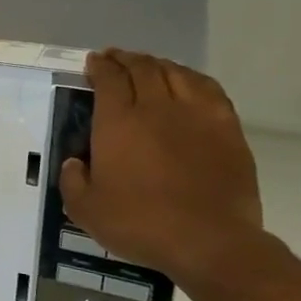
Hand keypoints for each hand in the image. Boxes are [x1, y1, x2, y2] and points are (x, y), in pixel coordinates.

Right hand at [62, 50, 264, 284]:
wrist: (210, 242)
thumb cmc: (140, 224)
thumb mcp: (86, 210)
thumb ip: (73, 181)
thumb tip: (75, 162)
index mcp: (118, 122)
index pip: (108, 79)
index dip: (99, 66)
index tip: (93, 62)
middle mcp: (156, 108)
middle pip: (142, 68)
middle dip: (125, 59)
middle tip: (115, 59)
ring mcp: (196, 115)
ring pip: (176, 73)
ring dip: (158, 64)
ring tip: (149, 65)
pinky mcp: (227, 129)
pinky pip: (209, 89)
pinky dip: (192, 78)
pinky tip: (188, 82)